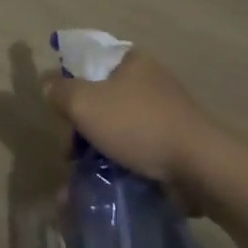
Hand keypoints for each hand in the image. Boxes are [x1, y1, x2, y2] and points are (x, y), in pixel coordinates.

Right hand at [42, 49, 217, 209]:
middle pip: (100, 100)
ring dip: (96, 152)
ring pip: (116, 129)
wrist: (199, 167)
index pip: (90, 62)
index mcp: (132, 62)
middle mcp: (149, 82)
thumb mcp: (85, 103)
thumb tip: (48, 85)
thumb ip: (60, 91)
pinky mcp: (173, 146)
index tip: (59, 111)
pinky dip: (118, 166)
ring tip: (80, 179)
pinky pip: (135, 152)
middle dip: (80, 128)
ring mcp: (164, 115)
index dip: (70, 83)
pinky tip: (103, 186)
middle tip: (68, 152)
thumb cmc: (138, 124)